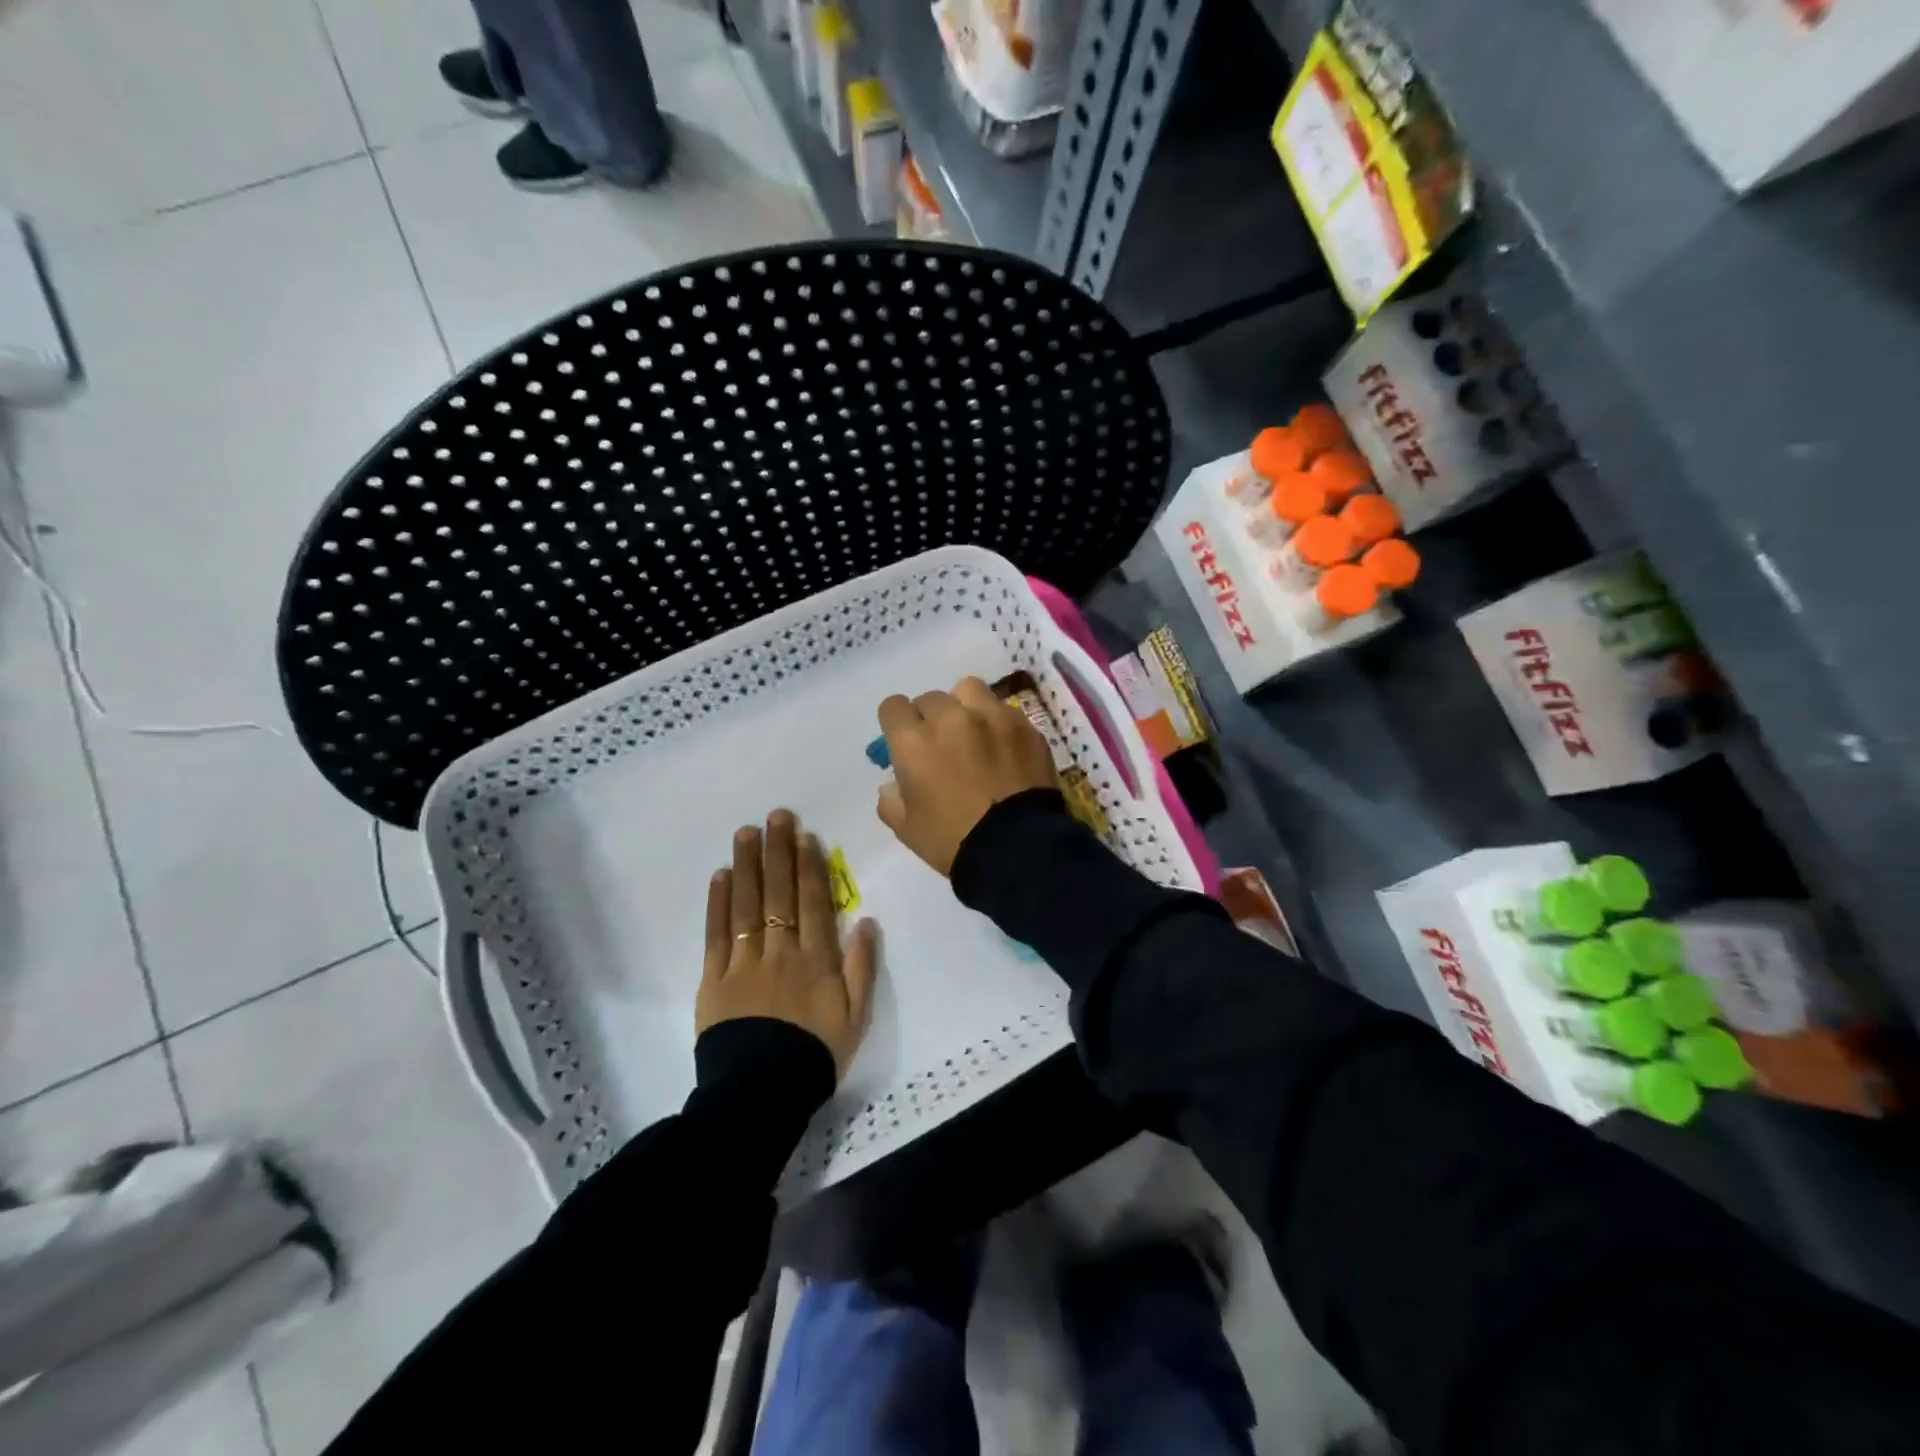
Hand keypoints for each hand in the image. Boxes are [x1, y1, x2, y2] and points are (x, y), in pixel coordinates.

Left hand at [698, 810, 878, 1080]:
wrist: (762, 1095)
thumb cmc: (815, 1054)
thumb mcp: (856, 1016)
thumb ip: (861, 967)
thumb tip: (865, 919)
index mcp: (816, 959)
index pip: (813, 901)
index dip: (809, 866)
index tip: (805, 835)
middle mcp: (780, 951)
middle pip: (779, 893)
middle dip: (778, 851)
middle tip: (776, 816)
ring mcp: (744, 963)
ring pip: (747, 905)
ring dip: (747, 866)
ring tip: (746, 833)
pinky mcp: (714, 979)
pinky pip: (716, 934)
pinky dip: (718, 904)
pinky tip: (721, 876)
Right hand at [875, 677, 1056, 875]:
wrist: (1017, 848)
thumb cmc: (953, 841)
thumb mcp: (907, 829)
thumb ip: (892, 801)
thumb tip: (893, 785)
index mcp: (914, 741)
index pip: (893, 707)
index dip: (897, 723)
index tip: (905, 741)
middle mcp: (950, 718)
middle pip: (931, 698)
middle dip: (930, 718)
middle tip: (941, 745)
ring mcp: (992, 717)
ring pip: (969, 690)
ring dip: (965, 706)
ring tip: (974, 732)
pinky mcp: (1024, 725)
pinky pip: (1003, 710)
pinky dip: (998, 724)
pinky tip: (1005, 749)